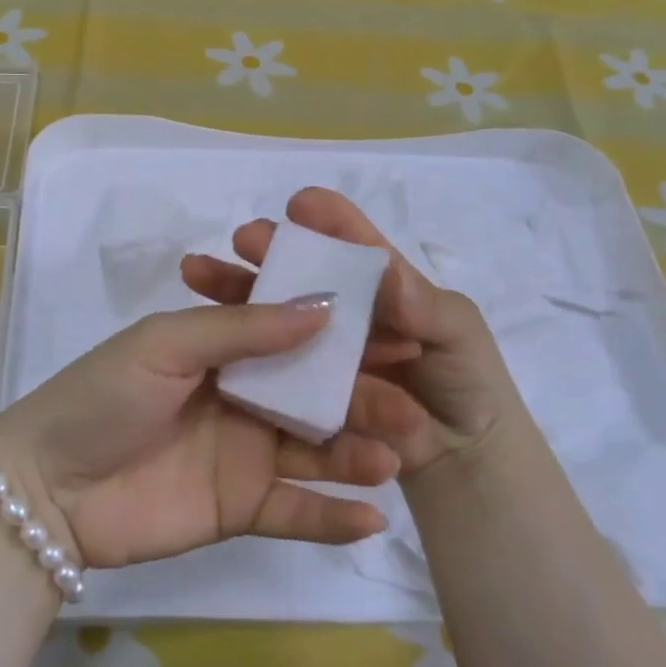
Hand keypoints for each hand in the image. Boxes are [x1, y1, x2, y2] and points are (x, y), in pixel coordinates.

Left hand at [0, 300, 415, 570]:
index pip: (298, 335)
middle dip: (364, 397)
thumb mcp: (167, 344)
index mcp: (227, 349)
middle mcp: (246, 397)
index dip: (347, 334)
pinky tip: (372, 517)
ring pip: (316, 450)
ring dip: (358, 454)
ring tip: (395, 458)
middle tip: (412, 407)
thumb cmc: (104, 397)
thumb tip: (325, 305)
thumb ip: (243, 328)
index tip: (400, 333)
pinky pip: (296, 511)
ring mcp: (246, 454)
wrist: (48, 488)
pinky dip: (332, 516)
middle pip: (317, 394)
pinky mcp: (242, 508)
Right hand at [181, 186, 531, 476]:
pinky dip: (236, 348)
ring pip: (270, 316)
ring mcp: (321, 353)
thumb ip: (425, 306)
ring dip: (235, 291)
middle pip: (298, 274)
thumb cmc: (468, 382)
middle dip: (268, 252)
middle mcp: (344, 313)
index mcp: (382, 286)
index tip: (299, 205)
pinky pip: (270, 369)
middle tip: (240, 239)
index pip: (352, 244)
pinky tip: (204, 328)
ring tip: (197, 271)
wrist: (464, 461)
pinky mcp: (305, 391)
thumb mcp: (459, 334)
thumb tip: (388, 274)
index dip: (328, 221)